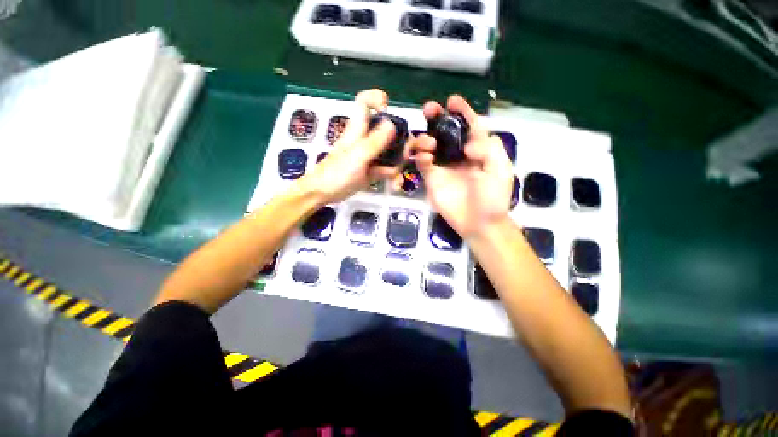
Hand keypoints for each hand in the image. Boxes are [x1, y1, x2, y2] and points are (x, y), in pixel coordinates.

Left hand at [295, 89, 409, 204]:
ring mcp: (370, 156)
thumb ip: (374, 142)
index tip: (389, 110)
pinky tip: (395, 185)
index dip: (377, 99)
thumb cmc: (336, 174)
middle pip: (388, 131)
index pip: (364, 103)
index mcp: (358, 129)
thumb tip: (391, 123)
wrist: (324, 194)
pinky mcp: (372, 170)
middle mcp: (366, 140)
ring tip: (397, 177)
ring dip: (398, 163)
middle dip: (401, 142)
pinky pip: (388, 168)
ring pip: (391, 152)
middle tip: (406, 155)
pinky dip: (393, 176)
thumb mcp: (357, 157)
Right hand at [413, 95, 513, 238]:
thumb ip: (488, 150)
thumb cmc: (493, 198)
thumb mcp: (500, 170)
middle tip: (429, 109)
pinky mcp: (432, 179)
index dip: (462, 111)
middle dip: (437, 118)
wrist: (479, 223)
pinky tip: (424, 157)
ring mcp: (443, 166)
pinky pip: (422, 163)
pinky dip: (420, 157)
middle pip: (445, 131)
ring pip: (430, 145)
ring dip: (425, 137)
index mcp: (478, 149)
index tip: (452, 100)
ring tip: (428, 142)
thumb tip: (466, 144)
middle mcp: (458, 154)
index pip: (469, 125)